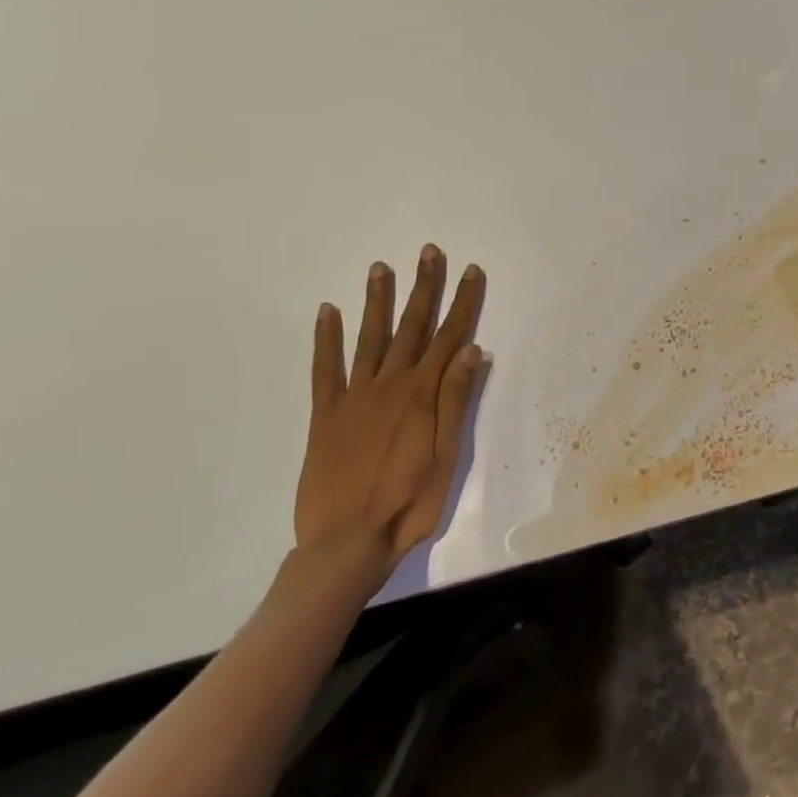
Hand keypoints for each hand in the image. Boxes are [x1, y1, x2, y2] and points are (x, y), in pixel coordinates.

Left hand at [296, 246, 485, 588]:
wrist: (345, 544)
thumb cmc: (408, 504)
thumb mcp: (447, 457)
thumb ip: (456, 401)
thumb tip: (473, 350)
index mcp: (422, 395)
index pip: (450, 336)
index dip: (462, 302)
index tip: (470, 270)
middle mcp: (390, 385)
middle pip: (413, 327)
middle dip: (424, 287)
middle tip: (429, 252)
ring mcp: (354, 397)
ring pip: (370, 337)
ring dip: (378, 301)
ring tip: (381, 268)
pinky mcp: (325, 414)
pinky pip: (325, 369)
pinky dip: (325, 339)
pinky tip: (327, 312)